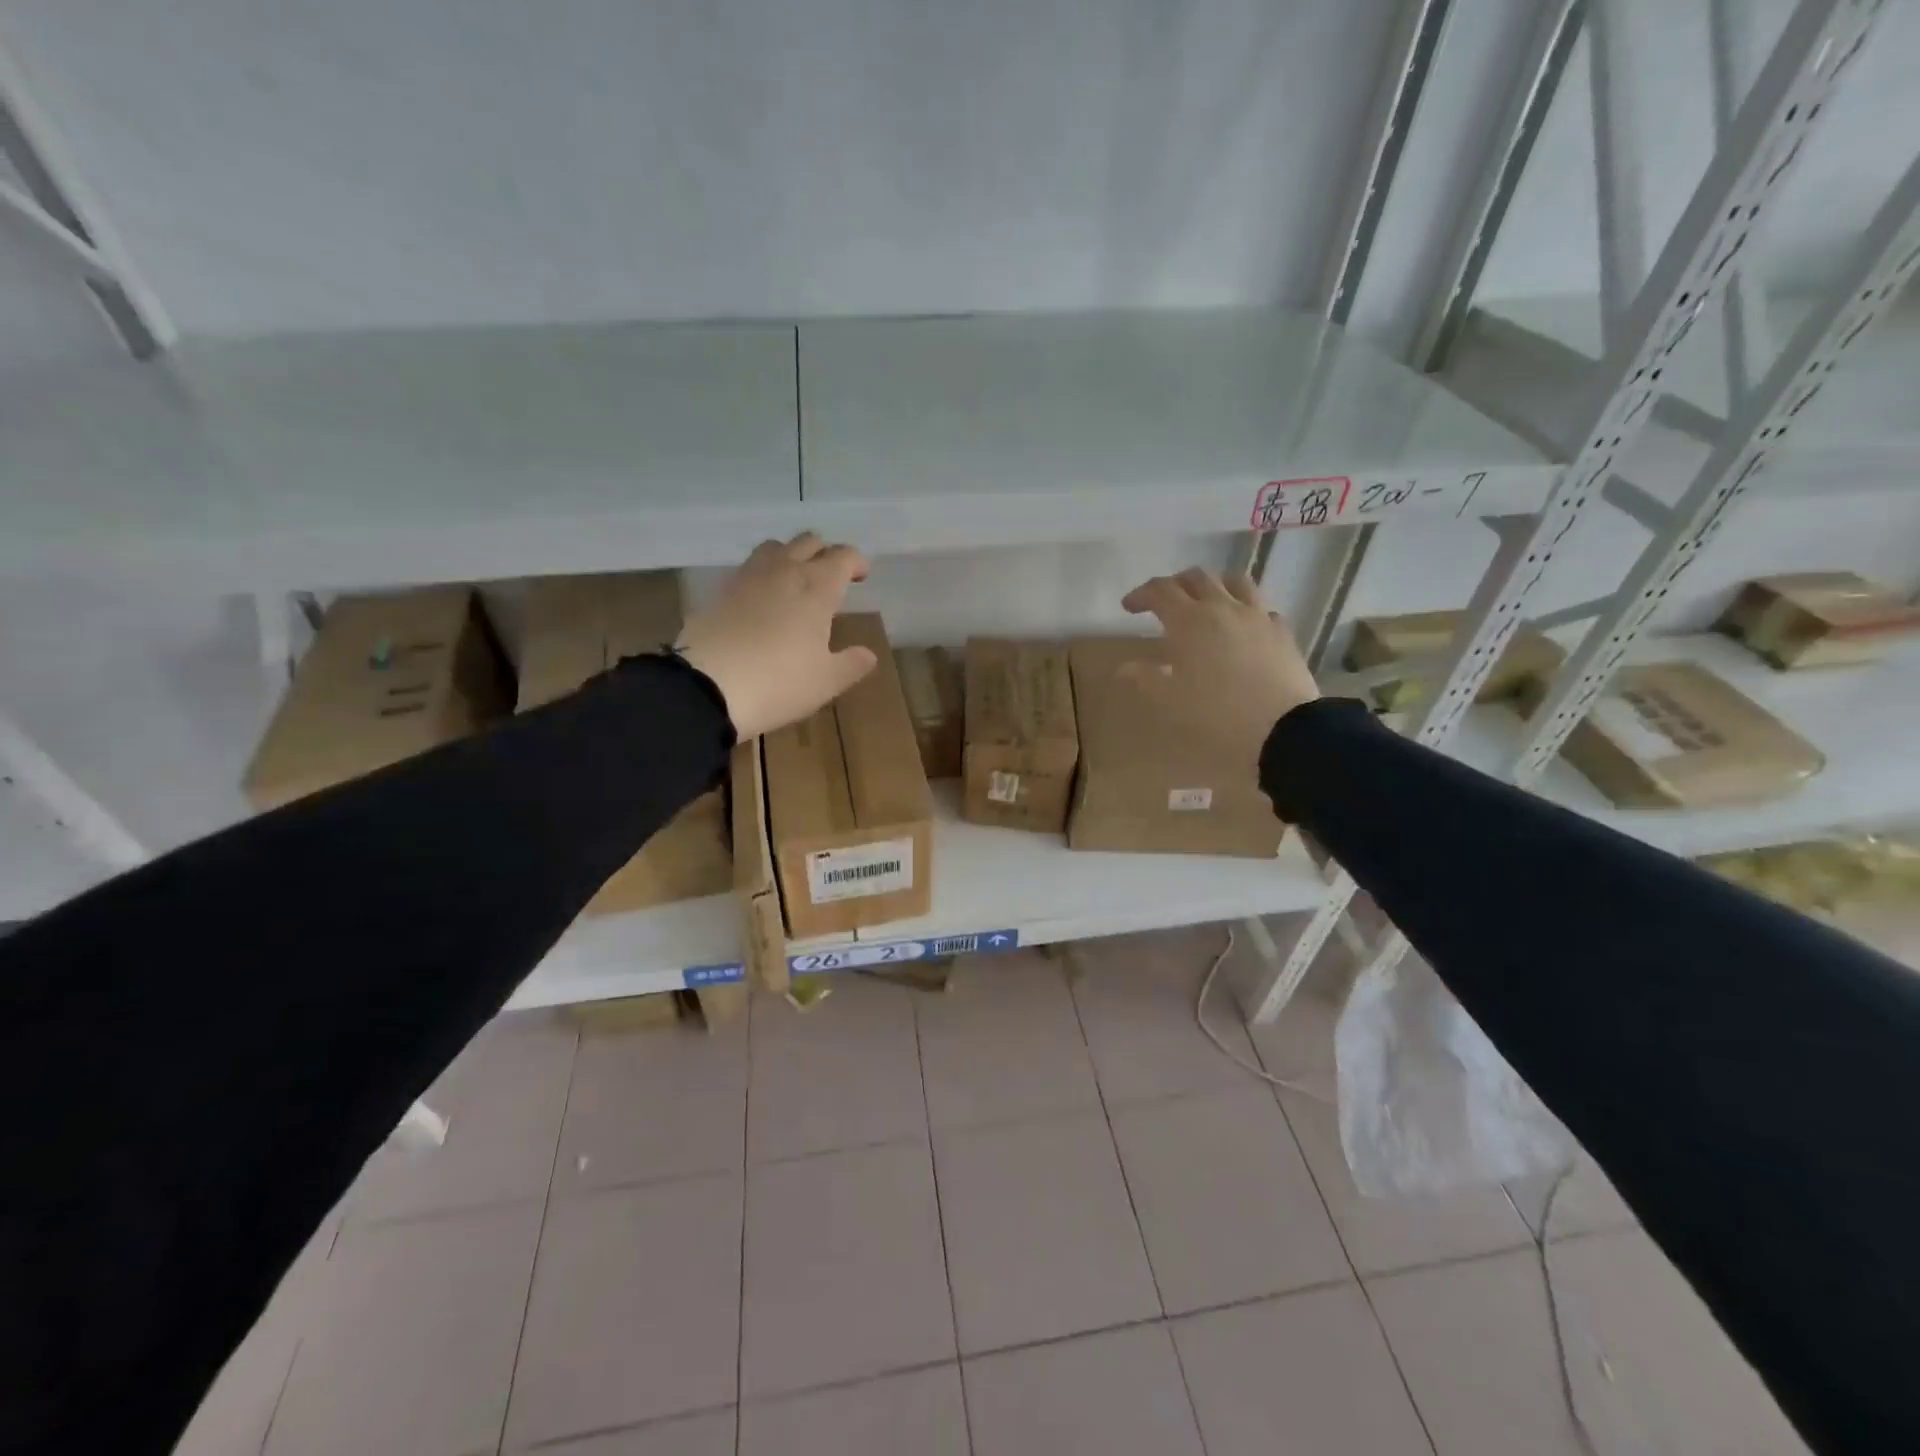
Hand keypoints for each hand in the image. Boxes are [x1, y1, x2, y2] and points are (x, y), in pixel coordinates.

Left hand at [679, 533, 876, 737]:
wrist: (706, 687)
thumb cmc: (779, 683)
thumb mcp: (826, 682)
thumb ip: (852, 664)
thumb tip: (868, 654)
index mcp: (817, 587)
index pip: (843, 556)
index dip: (856, 562)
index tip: (861, 577)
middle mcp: (784, 571)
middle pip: (809, 542)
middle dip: (825, 553)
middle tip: (832, 577)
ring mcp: (748, 577)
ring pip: (775, 547)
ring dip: (791, 555)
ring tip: (796, 581)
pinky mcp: (720, 591)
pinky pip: (749, 568)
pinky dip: (764, 574)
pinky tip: (763, 599)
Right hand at [1120, 567, 1319, 767]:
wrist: (1282, 731)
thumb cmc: (1216, 715)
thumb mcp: (1169, 701)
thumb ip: (1145, 678)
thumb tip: (1124, 668)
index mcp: (1189, 621)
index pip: (1160, 591)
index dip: (1141, 594)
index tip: (1129, 607)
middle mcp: (1224, 608)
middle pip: (1197, 577)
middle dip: (1176, 584)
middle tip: (1164, 602)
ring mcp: (1258, 617)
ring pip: (1236, 582)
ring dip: (1215, 586)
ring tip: (1207, 602)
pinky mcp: (1282, 633)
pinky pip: (1262, 609)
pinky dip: (1246, 610)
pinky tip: (1243, 628)